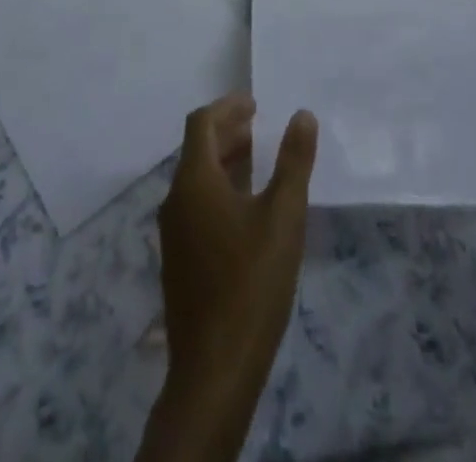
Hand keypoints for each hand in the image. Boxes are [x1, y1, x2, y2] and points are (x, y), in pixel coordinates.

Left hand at [139, 95, 317, 461]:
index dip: (227, 107)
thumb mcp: (283, 216)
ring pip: (196, 180)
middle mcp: (176, 199)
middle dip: (228, 132)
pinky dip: (219, 190)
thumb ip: (294, 162)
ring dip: (224, 162)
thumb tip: (302, 115)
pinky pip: (196, 206)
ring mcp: (173, 233)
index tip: (255, 103)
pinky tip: (245, 211)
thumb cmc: (251, 283)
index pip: (202, 123)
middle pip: (197, 150)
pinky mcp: (178, 261)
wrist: (213, 371)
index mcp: (194, 180)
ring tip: (257, 162)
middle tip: (260, 128)